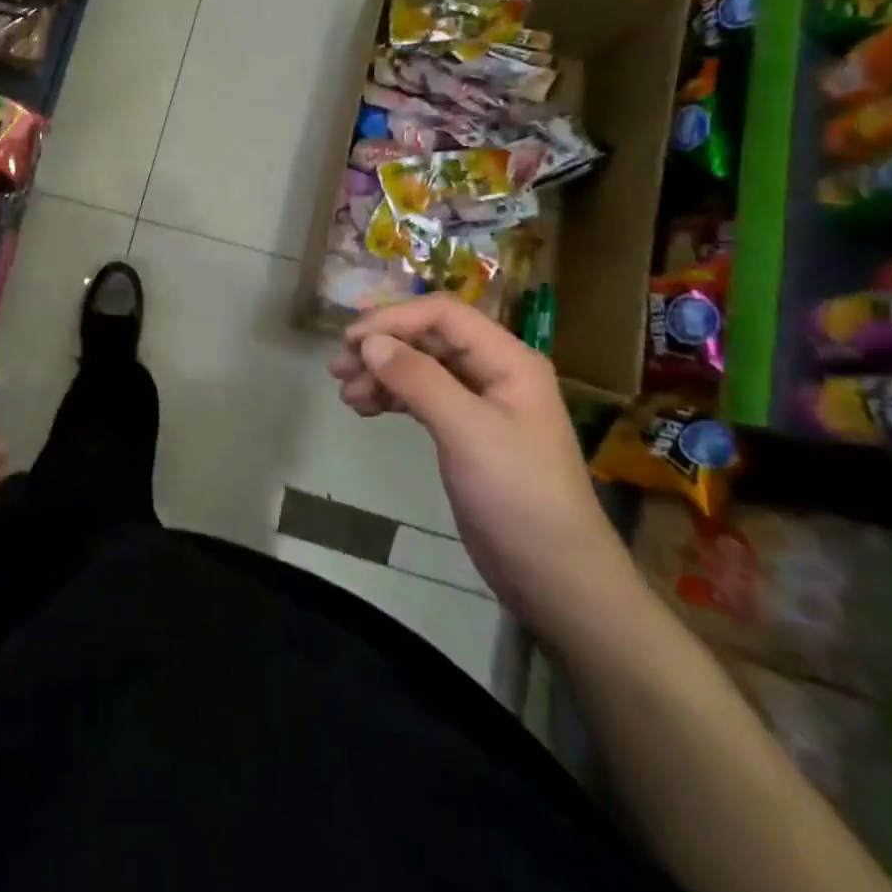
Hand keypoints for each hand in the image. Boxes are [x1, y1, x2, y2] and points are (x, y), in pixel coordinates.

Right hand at [327, 296, 641, 642]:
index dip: (394, 319)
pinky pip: (421, 396)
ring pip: (420, 367)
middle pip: (428, 338)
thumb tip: (369, 343)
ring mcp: (480, 403)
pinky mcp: (465, 432)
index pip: (444, 314)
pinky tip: (365, 409)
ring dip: (381, 373)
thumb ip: (419, 380)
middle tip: (337, 368)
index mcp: (508, 361)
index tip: (350, 341)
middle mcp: (495, 372)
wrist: (554, 577)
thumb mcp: (467, 432)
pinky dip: (391, 396)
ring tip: (346, 395)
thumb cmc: (518, 496)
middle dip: (382, 347)